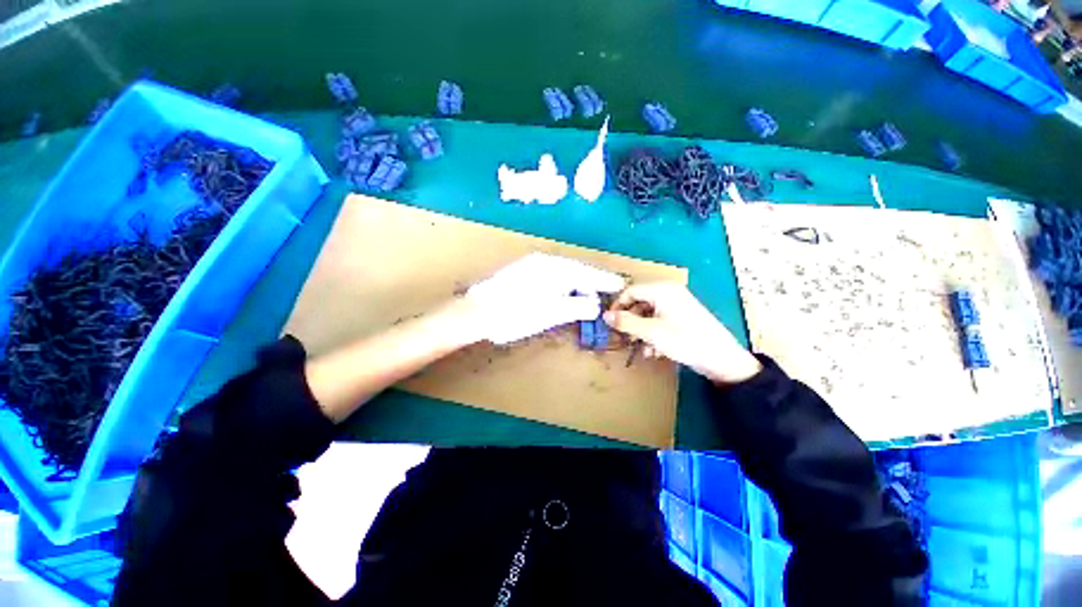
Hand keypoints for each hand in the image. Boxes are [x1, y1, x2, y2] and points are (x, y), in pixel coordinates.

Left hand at [463, 253, 624, 344]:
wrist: (478, 312)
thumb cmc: (516, 314)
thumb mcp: (551, 313)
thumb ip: (576, 307)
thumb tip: (594, 304)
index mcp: (554, 269)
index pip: (586, 273)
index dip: (603, 280)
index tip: (619, 285)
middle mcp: (545, 263)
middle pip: (576, 271)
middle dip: (592, 282)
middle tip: (606, 291)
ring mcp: (532, 267)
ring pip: (564, 274)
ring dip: (578, 284)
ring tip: (590, 294)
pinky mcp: (524, 275)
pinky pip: (553, 277)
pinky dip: (564, 286)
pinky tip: (565, 293)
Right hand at [603, 282, 761, 383]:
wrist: (722, 359)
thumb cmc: (684, 340)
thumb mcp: (650, 332)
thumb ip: (625, 322)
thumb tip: (605, 316)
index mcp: (661, 290)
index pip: (630, 291)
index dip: (618, 306)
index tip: (609, 323)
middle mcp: (669, 293)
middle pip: (639, 303)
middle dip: (631, 322)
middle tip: (624, 338)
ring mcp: (677, 305)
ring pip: (649, 315)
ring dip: (641, 331)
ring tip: (641, 349)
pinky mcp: (683, 318)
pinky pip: (660, 321)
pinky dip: (654, 334)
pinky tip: (654, 351)